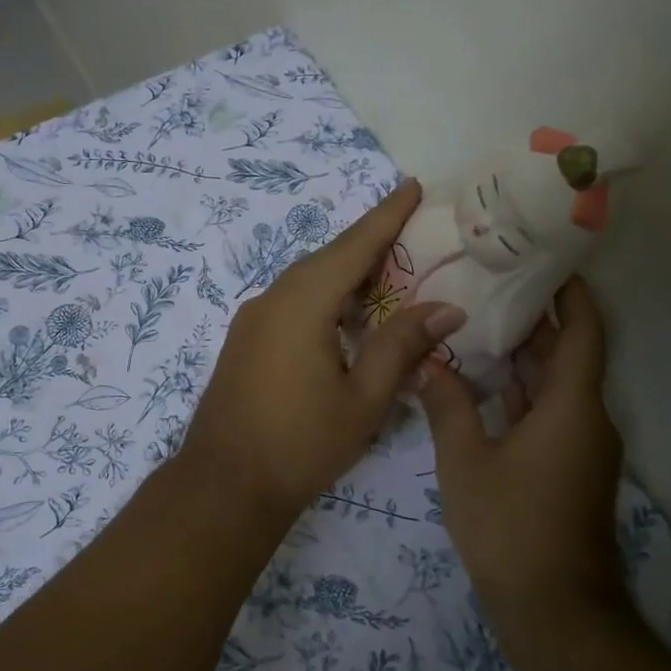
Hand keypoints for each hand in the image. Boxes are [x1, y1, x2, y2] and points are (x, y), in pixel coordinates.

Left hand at [180, 180, 467, 522]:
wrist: (224, 485)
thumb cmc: (300, 444)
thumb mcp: (363, 399)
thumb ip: (402, 346)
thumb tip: (446, 307)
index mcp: (302, 304)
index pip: (353, 246)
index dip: (387, 216)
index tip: (413, 186)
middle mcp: (271, 300)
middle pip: (327, 258)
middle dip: (369, 242)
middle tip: (412, 233)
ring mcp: (251, 320)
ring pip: (306, 280)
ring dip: (344, 272)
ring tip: (387, 273)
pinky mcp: (244, 342)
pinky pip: (290, 302)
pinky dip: (323, 296)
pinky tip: (344, 315)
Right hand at [417, 278, 624, 618]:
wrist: (554, 609)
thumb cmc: (510, 526)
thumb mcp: (465, 461)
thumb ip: (447, 405)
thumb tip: (429, 362)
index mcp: (571, 407)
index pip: (583, 332)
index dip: (571, 294)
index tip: (547, 262)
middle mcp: (587, 420)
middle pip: (568, 355)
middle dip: (535, 320)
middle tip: (491, 285)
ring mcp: (580, 448)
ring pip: (556, 387)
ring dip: (525, 358)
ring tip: (478, 323)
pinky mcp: (568, 470)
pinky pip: (549, 414)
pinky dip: (522, 393)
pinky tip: (482, 384)